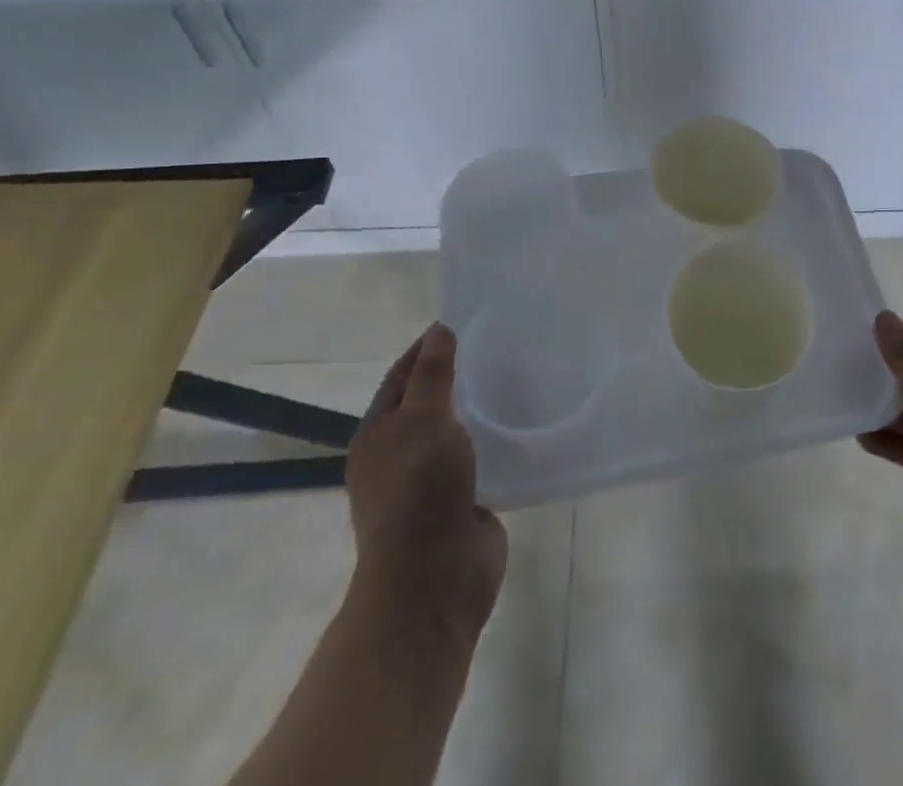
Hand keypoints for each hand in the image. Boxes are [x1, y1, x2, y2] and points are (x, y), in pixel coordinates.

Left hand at [346, 323, 506, 640]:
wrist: (433, 581)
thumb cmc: (419, 491)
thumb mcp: (423, 420)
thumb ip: (433, 374)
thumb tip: (439, 330)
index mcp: (378, 434)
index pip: (403, 375)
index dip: (429, 347)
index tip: (463, 321)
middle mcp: (400, 454)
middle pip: (430, 402)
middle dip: (459, 374)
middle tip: (499, 344)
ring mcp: (431, 481)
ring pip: (457, 431)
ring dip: (480, 408)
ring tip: (518, 376)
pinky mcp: (463, 502)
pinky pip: (481, 459)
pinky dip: (497, 440)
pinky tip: (523, 422)